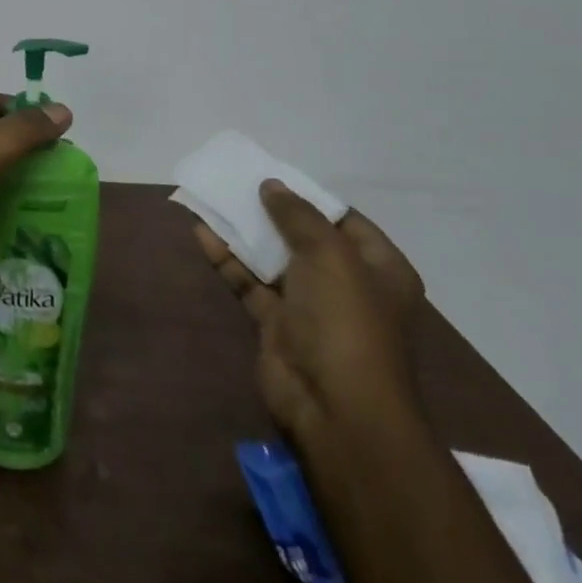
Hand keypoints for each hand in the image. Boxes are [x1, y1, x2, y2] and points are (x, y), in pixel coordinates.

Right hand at [195, 181, 424, 443]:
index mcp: (379, 269)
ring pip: (272, 258)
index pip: (345, 221)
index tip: (273, 176)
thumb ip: (298, 216)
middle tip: (237, 183)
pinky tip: (202, 233)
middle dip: (271, 212)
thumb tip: (272, 185)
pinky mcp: (276, 323)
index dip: (310, 198)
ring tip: (213, 199)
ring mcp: (310, 306)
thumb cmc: (345, 320)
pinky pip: (249, 281)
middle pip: (304, 238)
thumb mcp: (329, 255)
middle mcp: (347, 285)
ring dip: (244, 232)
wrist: (334, 406)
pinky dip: (228, 258)